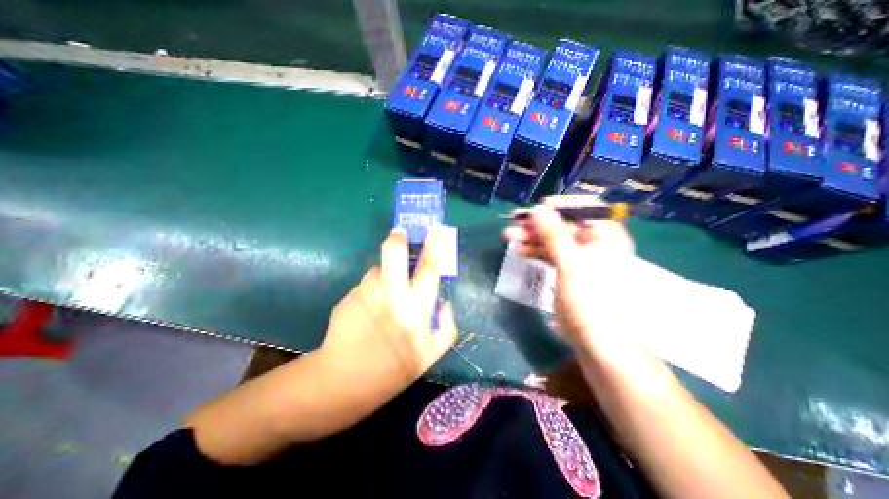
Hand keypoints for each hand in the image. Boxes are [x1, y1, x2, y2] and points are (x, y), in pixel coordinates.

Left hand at [321, 229, 458, 390]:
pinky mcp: (349, 296)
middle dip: (399, 238)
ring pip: (378, 268)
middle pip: (395, 253)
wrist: (343, 382)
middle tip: (400, 231)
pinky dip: (371, 289)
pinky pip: (366, 284)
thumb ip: (447, 329)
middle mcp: (392, 294)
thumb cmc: (392, 371)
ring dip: (384, 273)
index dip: (434, 246)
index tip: (436, 230)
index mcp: (416, 307)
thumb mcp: (429, 357)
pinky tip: (368, 309)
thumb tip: (445, 303)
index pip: (429, 268)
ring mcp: (367, 293)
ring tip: (383, 294)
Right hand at [503, 195, 634, 351]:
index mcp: (605, 235)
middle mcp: (593, 242)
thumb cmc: (589, 297)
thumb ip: (553, 233)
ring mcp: (578, 256)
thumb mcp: (570, 262)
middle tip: (515, 223)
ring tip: (509, 236)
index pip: (585, 208)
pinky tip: (520, 249)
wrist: (594, 338)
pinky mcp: (566, 269)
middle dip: (538, 223)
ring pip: (552, 239)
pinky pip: (549, 253)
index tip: (538, 207)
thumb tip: (538, 208)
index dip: (561, 205)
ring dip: (531, 237)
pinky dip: (535, 250)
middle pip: (563, 224)